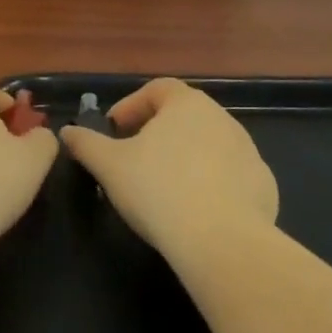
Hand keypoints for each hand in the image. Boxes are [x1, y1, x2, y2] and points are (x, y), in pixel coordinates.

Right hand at [59, 78, 277, 263]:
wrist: (222, 242)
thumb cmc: (159, 190)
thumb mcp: (109, 166)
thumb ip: (86, 144)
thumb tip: (67, 132)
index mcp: (187, 104)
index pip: (157, 89)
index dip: (132, 105)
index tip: (114, 130)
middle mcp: (222, 118)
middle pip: (184, 116)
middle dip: (157, 132)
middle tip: (134, 159)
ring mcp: (248, 152)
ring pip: (209, 145)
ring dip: (186, 158)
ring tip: (164, 188)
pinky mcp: (263, 185)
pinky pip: (230, 176)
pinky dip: (212, 185)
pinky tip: (195, 212)